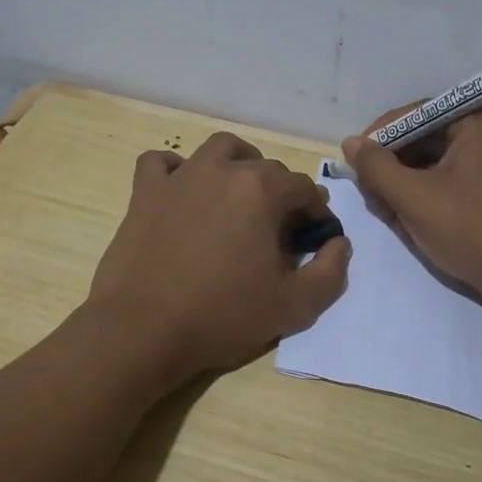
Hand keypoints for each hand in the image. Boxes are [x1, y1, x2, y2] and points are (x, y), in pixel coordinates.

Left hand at [88, 131, 350, 383]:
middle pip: (266, 168)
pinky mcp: (145, 192)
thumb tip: (338, 243)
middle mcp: (223, 170)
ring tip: (240, 196)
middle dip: (281, 194)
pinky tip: (184, 192)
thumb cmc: (223, 316)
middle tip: (278, 233)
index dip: (316, 214)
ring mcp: (180, 177)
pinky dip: (177, 170)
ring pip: (219, 150)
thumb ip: (330, 272)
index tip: (313, 241)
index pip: (304, 189)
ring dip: (238, 165)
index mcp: (262, 190)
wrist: (143, 331)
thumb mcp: (295, 306)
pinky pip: (162, 163)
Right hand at [342, 105, 481, 313]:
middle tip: (370, 196)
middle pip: (423, 139)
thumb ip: (376, 167)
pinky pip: (449, 179)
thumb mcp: (414, 197)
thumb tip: (350, 142)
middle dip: (392, 167)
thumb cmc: (471, 230)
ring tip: (387, 213)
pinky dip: (425, 195)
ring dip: (404, 185)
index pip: (416, 114)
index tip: (354, 163)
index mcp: (479, 120)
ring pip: (432, 162)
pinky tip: (407, 220)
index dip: (380, 137)